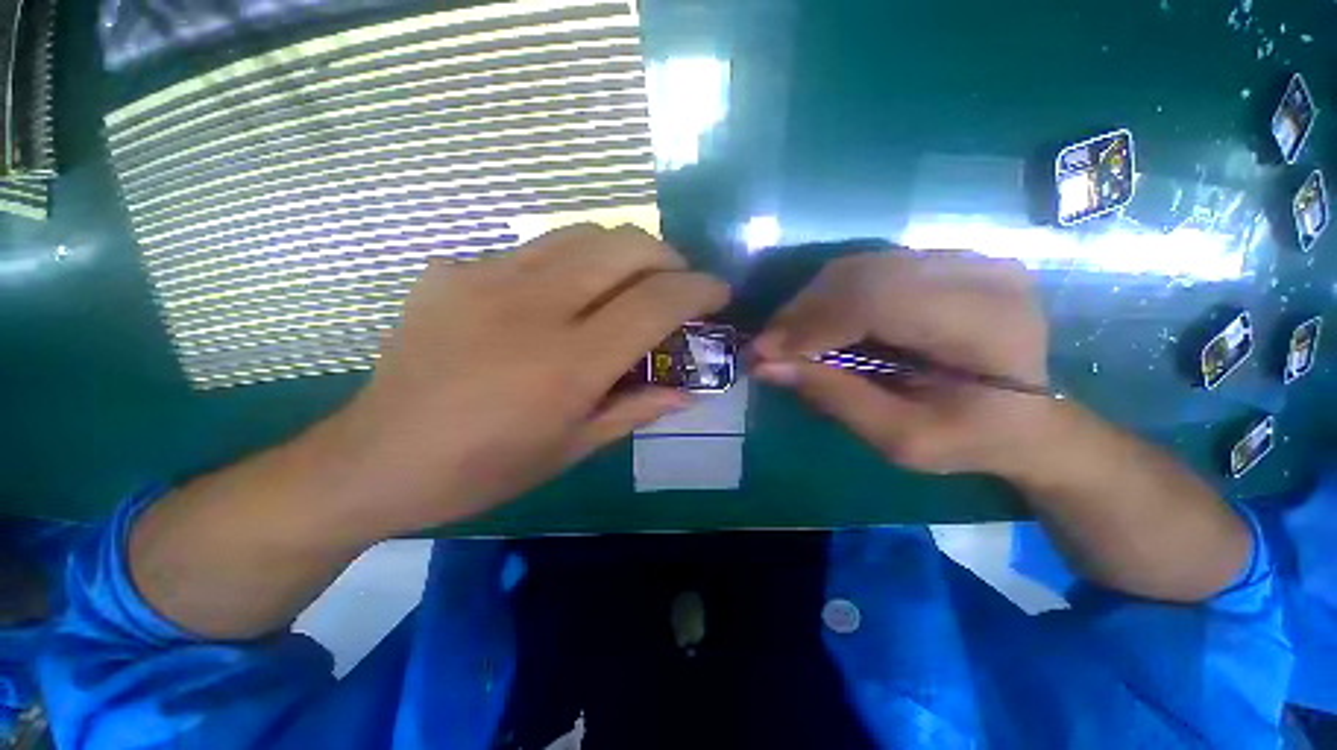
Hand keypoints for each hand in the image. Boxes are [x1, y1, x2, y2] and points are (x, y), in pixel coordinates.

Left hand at [325, 225, 728, 535]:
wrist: (378, 457)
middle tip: (675, 284)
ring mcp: (486, 278)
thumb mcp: (573, 448)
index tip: (719, 292)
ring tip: (628, 282)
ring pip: (581, 233)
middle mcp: (533, 308)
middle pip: (625, 246)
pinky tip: (559, 297)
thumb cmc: (485, 468)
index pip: (656, 303)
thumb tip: (688, 391)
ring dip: (622, 252)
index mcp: (568, 364)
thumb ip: (637, 409)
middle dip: (667, 257)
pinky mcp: (453, 270)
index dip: (699, 290)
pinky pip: (533, 250)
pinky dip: (568, 265)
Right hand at [751, 250, 1051, 475]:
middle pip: (863, 275)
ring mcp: (965, 258)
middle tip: (768, 347)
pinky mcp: (946, 258)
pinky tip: (816, 324)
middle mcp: (980, 274)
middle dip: (802, 313)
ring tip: (786, 338)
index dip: (812, 324)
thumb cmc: (971, 440)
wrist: (1030, 417)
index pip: (878, 300)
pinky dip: (830, 297)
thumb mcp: (902, 439)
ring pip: (858, 266)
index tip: (765, 353)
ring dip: (810, 304)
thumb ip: (835, 398)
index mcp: (986, 325)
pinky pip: (868, 268)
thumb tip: (766, 366)